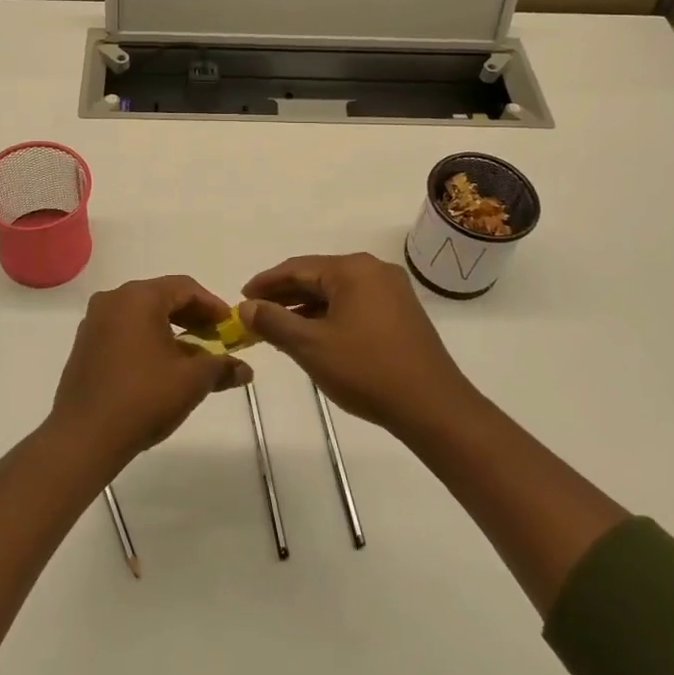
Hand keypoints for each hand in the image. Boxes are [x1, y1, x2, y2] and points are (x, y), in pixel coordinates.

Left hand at [49, 275, 253, 472]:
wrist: (84, 436)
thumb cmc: (143, 398)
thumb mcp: (191, 381)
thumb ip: (221, 367)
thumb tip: (245, 369)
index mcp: (139, 297)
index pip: (185, 287)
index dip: (212, 305)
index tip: (230, 326)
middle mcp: (113, 299)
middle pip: (162, 297)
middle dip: (192, 317)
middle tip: (216, 339)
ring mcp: (94, 321)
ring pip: (142, 314)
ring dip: (170, 329)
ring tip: (192, 356)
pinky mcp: (85, 344)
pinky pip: (124, 330)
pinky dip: (147, 339)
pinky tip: (161, 366)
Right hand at [240, 253, 476, 441]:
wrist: (432, 406)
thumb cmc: (366, 370)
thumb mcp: (310, 346)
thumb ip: (274, 322)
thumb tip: (246, 307)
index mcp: (352, 269)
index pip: (297, 267)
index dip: (266, 283)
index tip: (241, 298)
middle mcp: (374, 270)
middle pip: (317, 277)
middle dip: (285, 296)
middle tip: (255, 315)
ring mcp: (392, 291)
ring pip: (336, 293)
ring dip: (306, 309)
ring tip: (278, 329)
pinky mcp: (401, 313)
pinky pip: (355, 305)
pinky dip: (329, 317)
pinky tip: (314, 337)